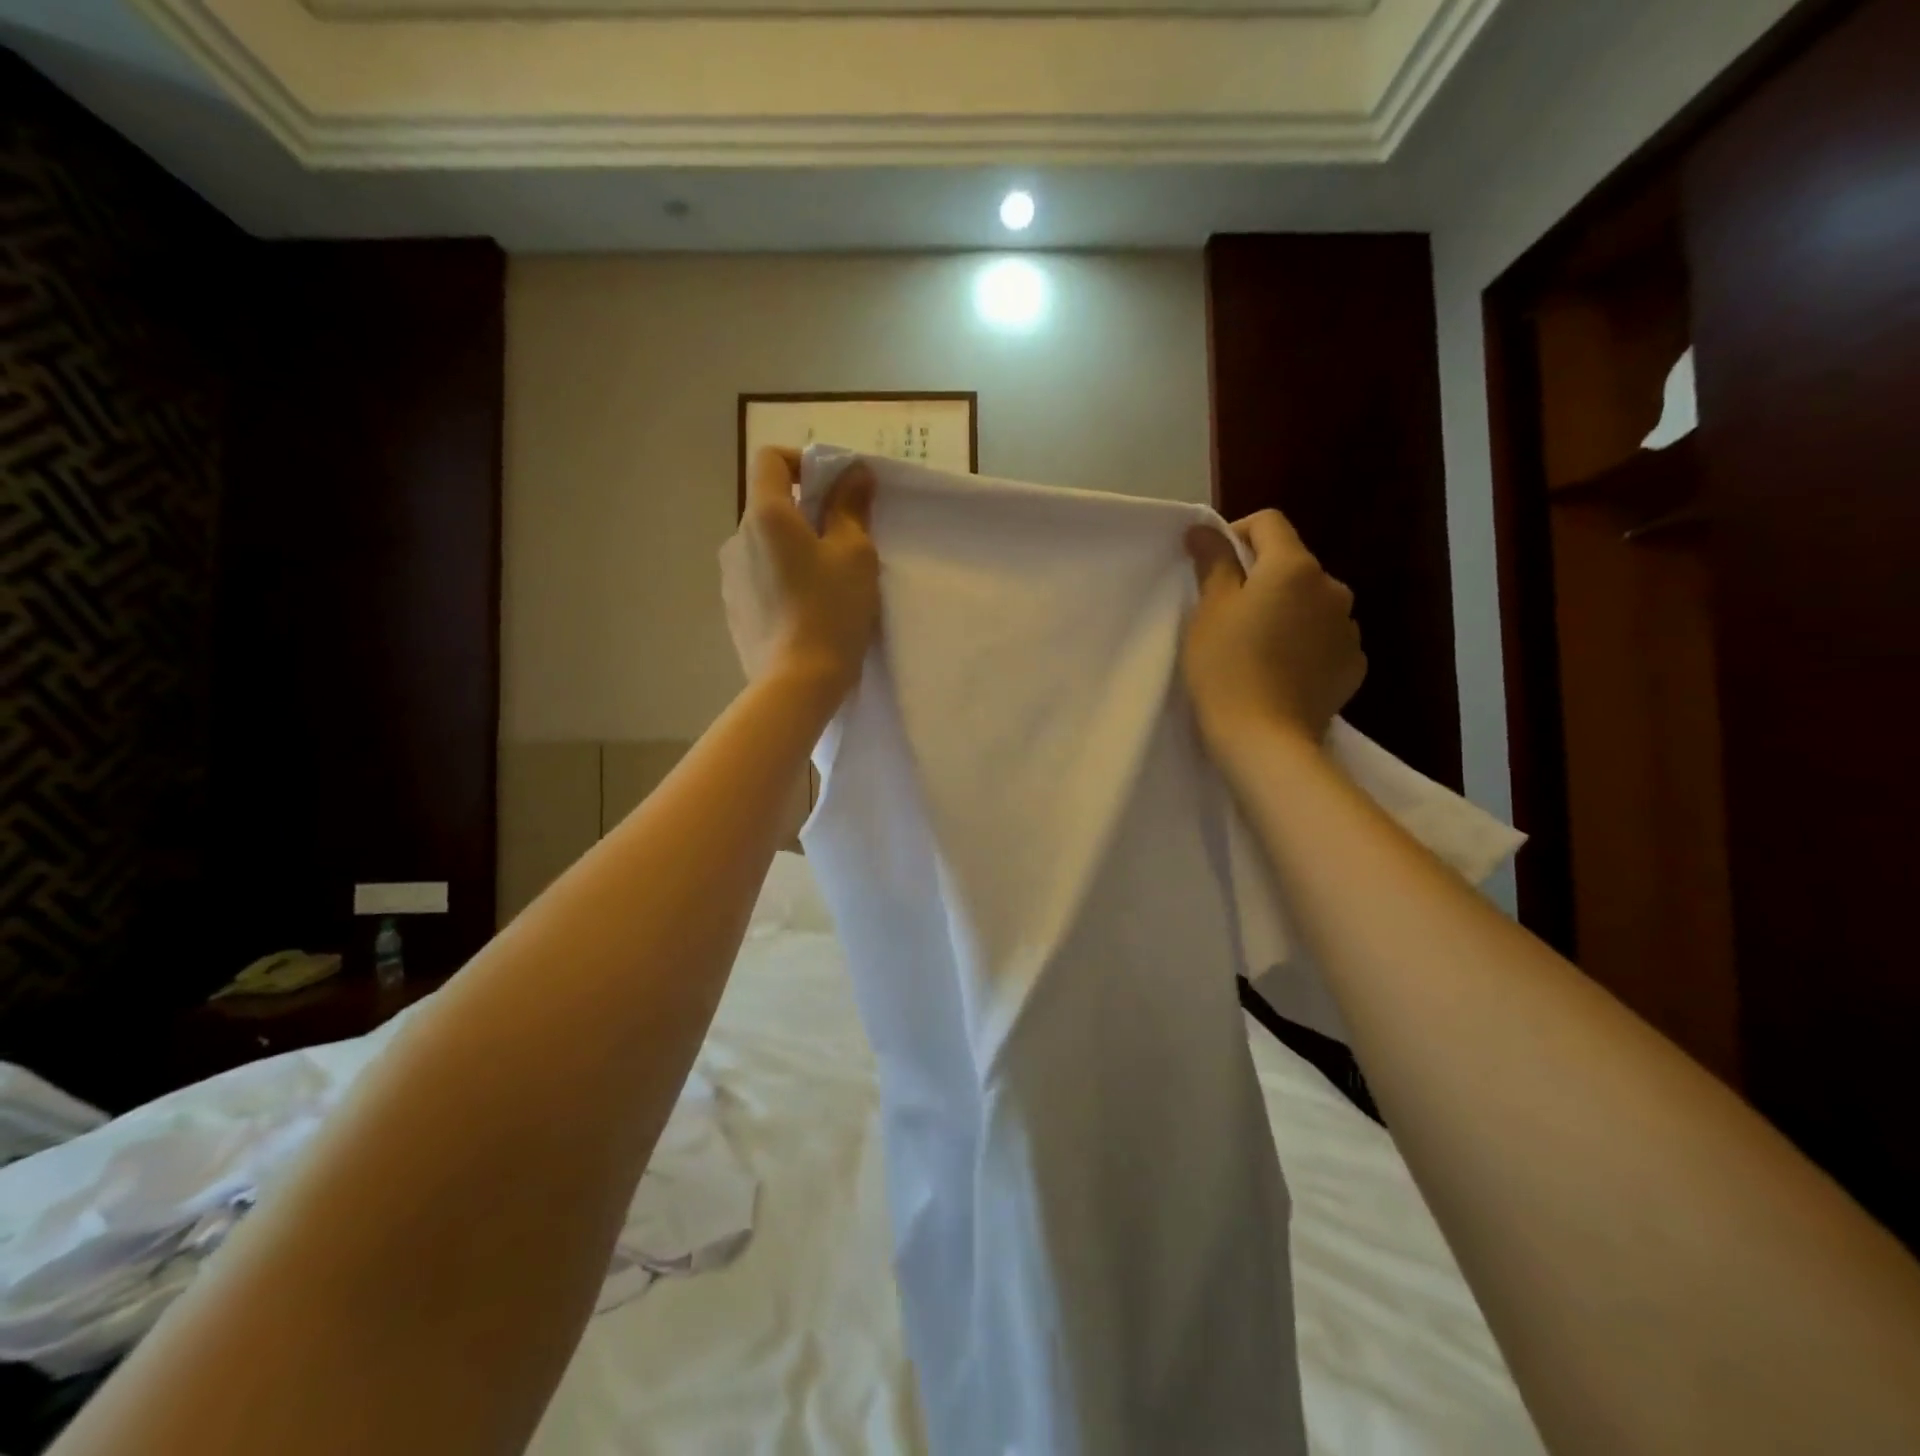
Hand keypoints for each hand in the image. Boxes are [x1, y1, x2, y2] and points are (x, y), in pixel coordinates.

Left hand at [720, 448, 879, 699]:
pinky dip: (781, 581)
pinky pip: (759, 579)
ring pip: (765, 546)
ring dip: (792, 551)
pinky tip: (805, 612)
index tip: (833, 488)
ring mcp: (730, 577)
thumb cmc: (831, 610)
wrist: (797, 682)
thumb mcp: (855, 555)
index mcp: (765, 515)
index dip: (802, 461)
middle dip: (805, 514)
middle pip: (770, 506)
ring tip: (825, 585)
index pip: (770, 459)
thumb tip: (854, 471)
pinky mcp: (733, 610)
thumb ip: (851, 506)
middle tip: (843, 544)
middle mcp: (737, 538)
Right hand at [1182, 510, 1365, 756]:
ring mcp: (1348, 627)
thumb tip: (1205, 529)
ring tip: (1258, 647)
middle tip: (1229, 614)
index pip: (1269, 522)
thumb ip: (1212, 562)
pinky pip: (1325, 638)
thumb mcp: (1209, 611)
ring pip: (1311, 603)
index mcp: (1294, 567)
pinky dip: (1305, 643)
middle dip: (1262, 578)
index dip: (1237, 534)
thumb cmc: (1226, 668)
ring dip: (1287, 611)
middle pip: (1292, 565)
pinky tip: (1282, 671)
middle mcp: (1332, 587)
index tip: (1213, 565)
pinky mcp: (1354, 663)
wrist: (1265, 739)